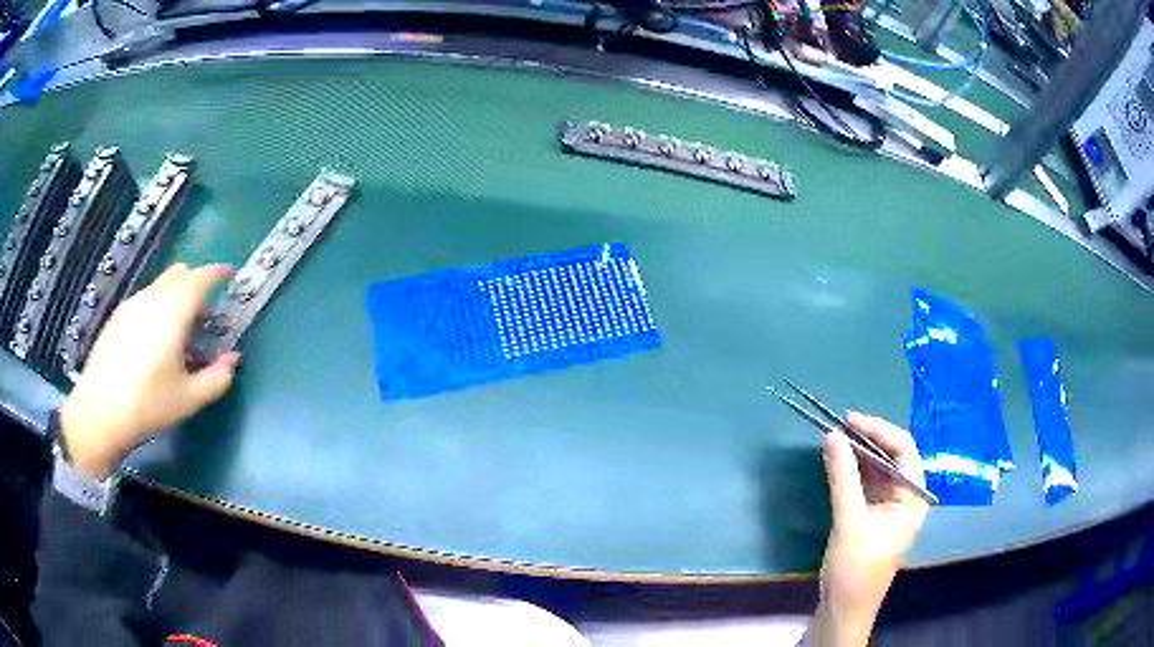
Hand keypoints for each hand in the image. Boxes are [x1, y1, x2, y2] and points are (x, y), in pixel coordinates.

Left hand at [60, 263, 240, 479]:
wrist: (101, 411)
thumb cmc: (149, 404)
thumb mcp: (190, 399)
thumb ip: (217, 377)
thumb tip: (233, 358)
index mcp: (174, 311)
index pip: (202, 277)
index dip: (219, 273)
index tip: (230, 276)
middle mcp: (153, 297)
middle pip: (180, 273)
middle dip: (197, 282)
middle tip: (206, 308)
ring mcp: (132, 303)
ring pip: (161, 284)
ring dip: (176, 294)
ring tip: (179, 326)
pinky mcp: (118, 315)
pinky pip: (145, 298)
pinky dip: (158, 305)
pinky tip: (153, 338)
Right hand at [805, 413, 929, 646]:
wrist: (844, 608)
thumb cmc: (855, 568)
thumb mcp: (849, 522)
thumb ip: (842, 477)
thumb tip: (831, 435)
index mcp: (913, 498)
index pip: (904, 450)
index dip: (880, 430)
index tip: (851, 420)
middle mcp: (906, 497)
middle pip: (892, 456)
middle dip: (868, 439)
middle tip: (840, 426)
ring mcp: (889, 506)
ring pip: (878, 469)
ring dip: (858, 454)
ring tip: (836, 438)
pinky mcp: (872, 515)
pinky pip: (866, 483)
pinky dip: (852, 471)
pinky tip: (837, 461)